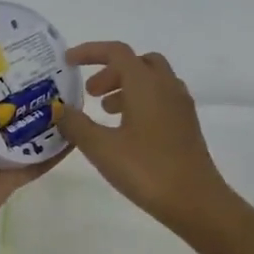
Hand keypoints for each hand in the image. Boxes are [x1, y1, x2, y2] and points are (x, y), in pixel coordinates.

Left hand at [0, 21, 61, 250]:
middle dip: (25, 78)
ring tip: (72, 85)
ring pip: (28, 123)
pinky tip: (80, 124)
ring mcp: (0, 150)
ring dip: (47, 108)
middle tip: (52, 57)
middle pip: (7, 97)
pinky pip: (43, 154)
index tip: (12, 34)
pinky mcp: (17, 171)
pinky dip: (60, 143)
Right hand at [54, 43, 231, 233]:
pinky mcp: (187, 125)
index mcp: (146, 84)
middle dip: (110, 71)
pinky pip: (161, 98)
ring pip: (152, 80)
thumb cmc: (146, 169)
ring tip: (104, 113)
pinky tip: (126, 130)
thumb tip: (58, 108)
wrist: (195, 201)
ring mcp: (180, 106)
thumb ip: (76, 124)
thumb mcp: (101, 148)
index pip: (117, 52)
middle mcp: (166, 86)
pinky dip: (140, 101)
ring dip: (126, 87)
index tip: (68, 62)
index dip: (90, 52)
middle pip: (138, 62)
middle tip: (90, 93)